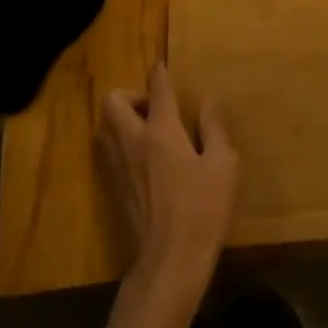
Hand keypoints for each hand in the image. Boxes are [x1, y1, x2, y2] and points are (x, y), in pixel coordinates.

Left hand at [99, 65, 239, 291]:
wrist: (170, 260)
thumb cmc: (203, 209)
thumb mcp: (223, 165)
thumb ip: (214, 128)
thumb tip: (208, 99)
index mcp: (161, 132)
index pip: (157, 91)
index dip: (160, 74)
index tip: (161, 66)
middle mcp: (133, 141)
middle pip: (113, 102)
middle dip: (130, 94)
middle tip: (154, 107)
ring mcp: (118, 165)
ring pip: (104, 125)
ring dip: (120, 117)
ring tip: (146, 128)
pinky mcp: (113, 186)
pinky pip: (107, 148)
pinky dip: (118, 139)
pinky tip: (141, 155)